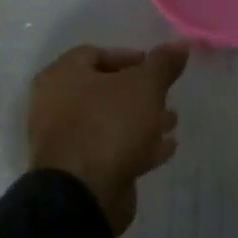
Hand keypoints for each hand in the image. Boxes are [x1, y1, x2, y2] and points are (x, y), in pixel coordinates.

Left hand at [28, 42, 189, 236]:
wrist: (83, 194)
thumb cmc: (109, 125)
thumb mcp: (145, 86)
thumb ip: (164, 63)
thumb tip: (182, 43)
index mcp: (62, 76)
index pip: (96, 53)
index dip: (130, 57)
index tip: (158, 68)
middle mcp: (55, 104)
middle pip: (105, 89)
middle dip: (141, 93)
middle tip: (167, 96)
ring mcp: (64, 139)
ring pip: (110, 120)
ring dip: (142, 120)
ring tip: (172, 124)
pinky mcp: (78, 168)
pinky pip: (110, 148)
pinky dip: (136, 145)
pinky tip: (163, 150)